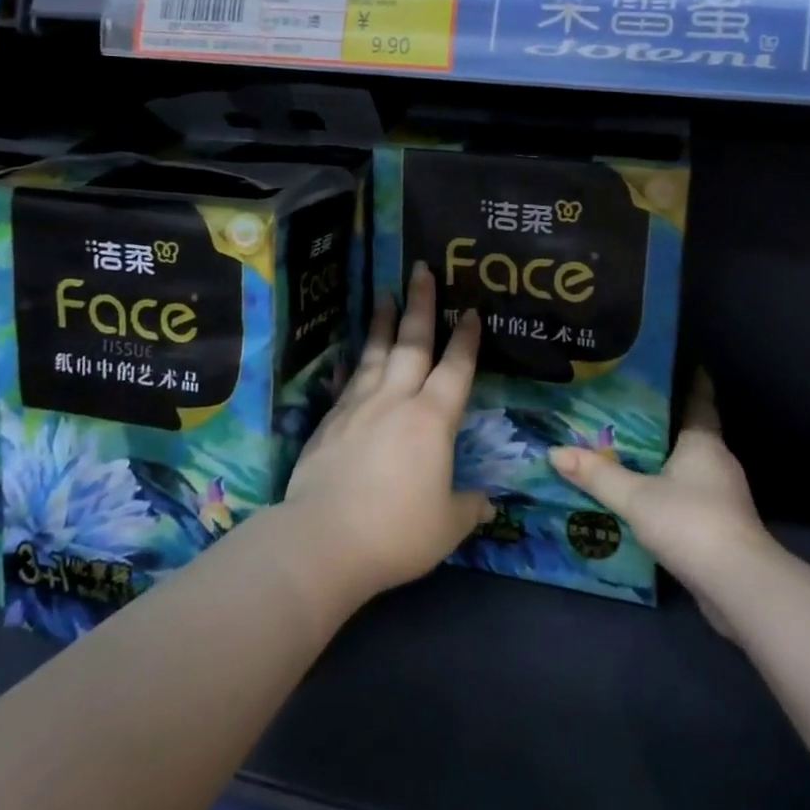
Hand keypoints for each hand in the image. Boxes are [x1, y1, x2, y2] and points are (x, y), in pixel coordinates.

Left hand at [283, 262, 493, 599]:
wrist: (324, 540)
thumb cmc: (397, 531)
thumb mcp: (447, 526)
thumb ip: (468, 507)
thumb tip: (486, 502)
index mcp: (432, 420)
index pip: (455, 369)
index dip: (465, 340)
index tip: (470, 311)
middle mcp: (396, 401)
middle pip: (413, 343)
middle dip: (421, 305)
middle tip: (422, 270)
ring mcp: (359, 406)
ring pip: (377, 353)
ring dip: (385, 322)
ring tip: (387, 294)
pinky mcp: (330, 421)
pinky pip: (350, 379)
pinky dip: (357, 361)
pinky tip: (355, 354)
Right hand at [550, 371, 769, 631]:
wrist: (738, 585)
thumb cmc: (690, 522)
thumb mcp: (635, 496)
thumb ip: (596, 475)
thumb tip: (554, 452)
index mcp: (703, 442)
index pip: (700, 399)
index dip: (692, 379)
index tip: (677, 362)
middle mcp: (718, 462)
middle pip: (691, 431)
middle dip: (664, 421)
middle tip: (627, 407)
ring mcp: (723, 496)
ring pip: (689, 466)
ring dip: (664, 458)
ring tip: (627, 450)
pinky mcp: (721, 526)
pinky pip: (690, 495)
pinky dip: (669, 490)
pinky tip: (643, 496)